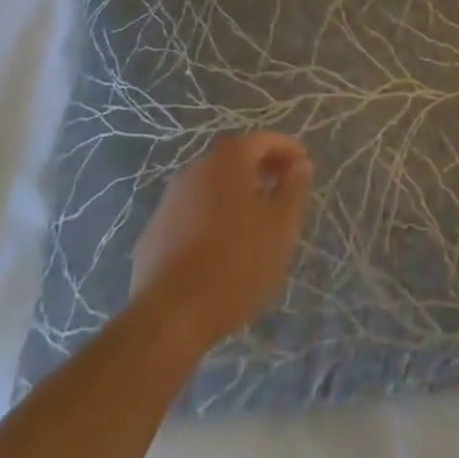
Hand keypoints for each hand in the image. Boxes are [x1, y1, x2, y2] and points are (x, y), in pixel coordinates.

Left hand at [130, 133, 313, 353]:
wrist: (169, 317)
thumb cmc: (236, 263)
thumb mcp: (281, 226)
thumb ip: (294, 188)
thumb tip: (300, 164)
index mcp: (228, 160)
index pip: (264, 140)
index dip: (288, 150)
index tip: (304, 166)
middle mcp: (196, 169)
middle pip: (236, 159)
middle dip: (262, 170)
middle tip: (284, 191)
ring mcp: (170, 199)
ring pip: (212, 186)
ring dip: (237, 194)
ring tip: (257, 221)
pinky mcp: (154, 231)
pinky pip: (193, 211)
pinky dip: (213, 216)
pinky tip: (223, 246)